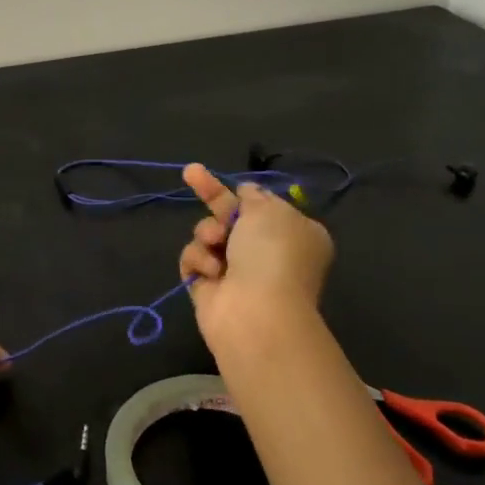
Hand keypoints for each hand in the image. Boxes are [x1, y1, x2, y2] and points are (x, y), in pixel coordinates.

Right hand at [177, 162, 333, 350]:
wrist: (255, 312)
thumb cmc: (272, 254)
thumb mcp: (270, 210)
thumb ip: (254, 196)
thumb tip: (246, 191)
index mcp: (293, 232)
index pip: (264, 205)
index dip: (246, 193)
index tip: (232, 181)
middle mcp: (266, 251)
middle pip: (230, 215)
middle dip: (211, 195)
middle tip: (190, 172)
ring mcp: (236, 270)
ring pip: (207, 234)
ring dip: (207, 233)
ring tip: (215, 242)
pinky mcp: (209, 287)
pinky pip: (193, 259)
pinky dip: (198, 260)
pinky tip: (210, 271)